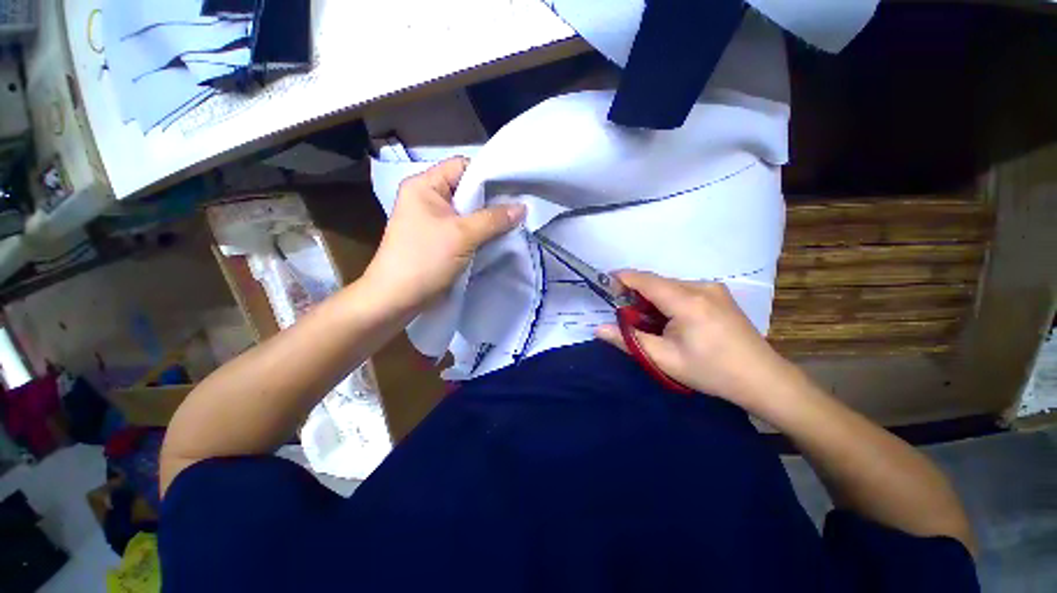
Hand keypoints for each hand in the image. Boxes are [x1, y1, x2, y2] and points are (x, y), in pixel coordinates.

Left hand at [365, 157, 525, 309]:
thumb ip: (494, 219)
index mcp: (425, 185)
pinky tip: (499, 236)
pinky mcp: (440, 239)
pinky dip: (482, 232)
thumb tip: (523, 207)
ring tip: (514, 222)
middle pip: (467, 189)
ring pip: (469, 211)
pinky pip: (466, 228)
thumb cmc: (425, 259)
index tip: (514, 187)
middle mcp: (428, 198)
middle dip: (493, 199)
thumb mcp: (462, 235)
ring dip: (489, 218)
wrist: (397, 298)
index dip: (488, 174)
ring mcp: (434, 220)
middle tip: (519, 207)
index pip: (462, 167)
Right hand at [596, 270, 795, 410]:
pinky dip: (668, 299)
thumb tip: (598, 329)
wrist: (763, 379)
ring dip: (652, 298)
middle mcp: (701, 287)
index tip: (604, 283)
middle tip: (623, 313)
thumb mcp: (664, 359)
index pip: (646, 280)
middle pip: (657, 282)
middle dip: (636, 293)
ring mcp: (713, 289)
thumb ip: (628, 340)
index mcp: (687, 301)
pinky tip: (669, 319)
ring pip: (670, 286)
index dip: (622, 278)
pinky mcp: (719, 295)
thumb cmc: (711, 371)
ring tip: (646, 320)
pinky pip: (684, 290)